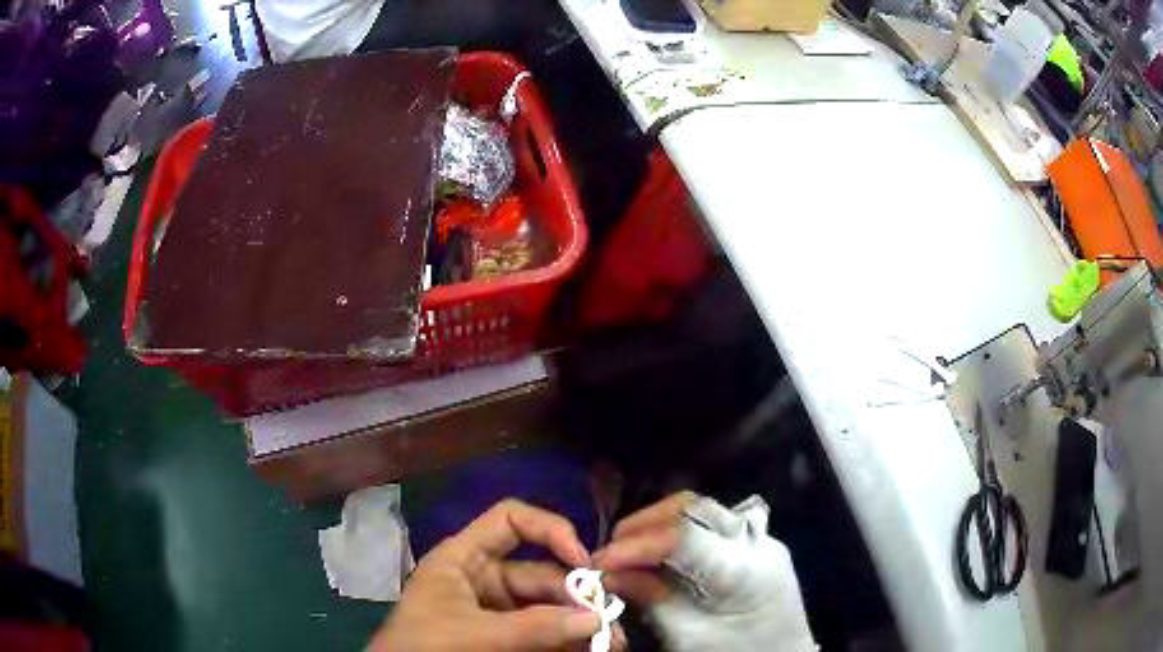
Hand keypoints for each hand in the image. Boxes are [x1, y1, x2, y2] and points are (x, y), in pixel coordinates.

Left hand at [369, 499, 605, 650]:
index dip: (549, 530)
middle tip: (611, 622)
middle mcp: (485, 579)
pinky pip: (545, 634)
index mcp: (465, 559)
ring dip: (580, 623)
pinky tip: (591, 650)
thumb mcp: (475, 634)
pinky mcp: (506, 639)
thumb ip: (535, 627)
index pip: (511, 520)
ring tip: (613, 643)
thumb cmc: (424, 647)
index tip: (583, 561)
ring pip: (549, 608)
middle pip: (542, 573)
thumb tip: (596, 619)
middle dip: (578, 596)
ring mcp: (497, 612)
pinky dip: (568, 641)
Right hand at [593, 492, 816, 651]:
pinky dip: (680, 529)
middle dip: (645, 523)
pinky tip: (660, 550)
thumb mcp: (688, 637)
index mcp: (743, 570)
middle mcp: (756, 542)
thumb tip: (610, 573)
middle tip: (612, 550)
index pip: (682, 536)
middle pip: (695, 508)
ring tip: (630, 547)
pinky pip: (714, 523)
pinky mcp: (758, 544)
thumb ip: (651, 600)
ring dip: (660, 522)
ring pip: (704, 509)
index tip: (600, 561)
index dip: (635, 545)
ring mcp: (761, 539)